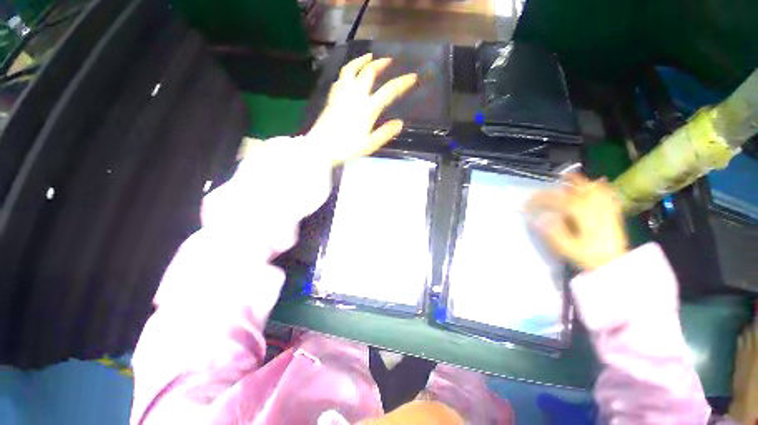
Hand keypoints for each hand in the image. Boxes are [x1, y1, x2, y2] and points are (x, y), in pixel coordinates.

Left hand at [308, 53, 417, 165]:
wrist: (321, 147)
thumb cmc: (347, 148)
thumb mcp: (370, 144)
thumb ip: (385, 133)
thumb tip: (399, 123)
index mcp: (367, 108)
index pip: (389, 91)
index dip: (402, 82)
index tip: (413, 76)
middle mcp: (355, 95)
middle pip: (369, 72)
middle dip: (380, 63)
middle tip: (388, 60)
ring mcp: (342, 94)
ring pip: (351, 69)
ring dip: (361, 60)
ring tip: (368, 56)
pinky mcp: (332, 97)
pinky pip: (340, 78)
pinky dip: (347, 72)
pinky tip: (349, 75)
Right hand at [527, 174, 627, 269]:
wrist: (617, 264)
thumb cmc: (590, 257)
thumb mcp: (568, 247)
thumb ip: (553, 231)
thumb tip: (538, 218)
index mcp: (581, 213)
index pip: (557, 200)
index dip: (540, 199)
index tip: (527, 202)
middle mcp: (594, 206)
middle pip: (576, 189)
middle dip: (561, 185)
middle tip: (548, 184)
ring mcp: (605, 208)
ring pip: (593, 188)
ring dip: (580, 182)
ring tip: (570, 178)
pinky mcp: (612, 213)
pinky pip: (608, 195)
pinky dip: (602, 187)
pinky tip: (600, 182)